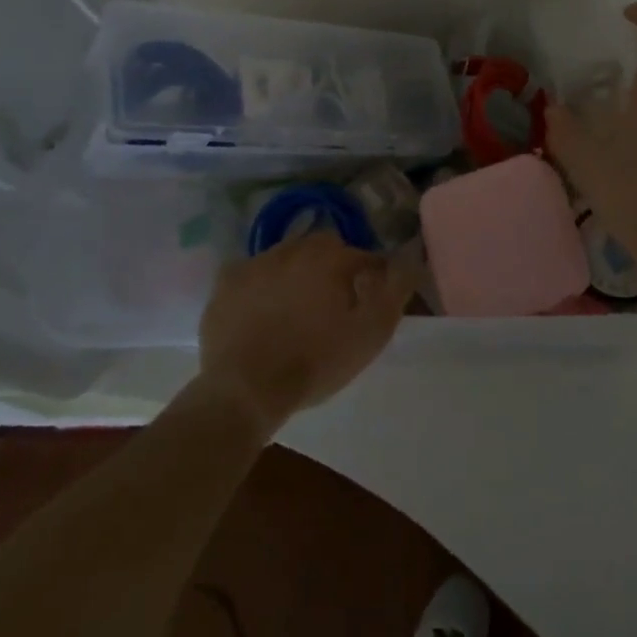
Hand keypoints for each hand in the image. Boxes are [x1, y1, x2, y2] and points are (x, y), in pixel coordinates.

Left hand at [196, 233, 411, 434]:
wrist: (246, 389)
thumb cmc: (316, 361)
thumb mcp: (370, 332)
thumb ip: (395, 290)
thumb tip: (411, 257)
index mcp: (330, 256)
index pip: (364, 257)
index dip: (373, 277)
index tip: (372, 301)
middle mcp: (292, 248)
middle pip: (323, 250)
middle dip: (333, 269)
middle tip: (334, 305)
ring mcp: (254, 262)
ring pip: (286, 258)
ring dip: (296, 274)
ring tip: (297, 310)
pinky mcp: (225, 283)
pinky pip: (251, 275)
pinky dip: (261, 287)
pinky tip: (262, 311)